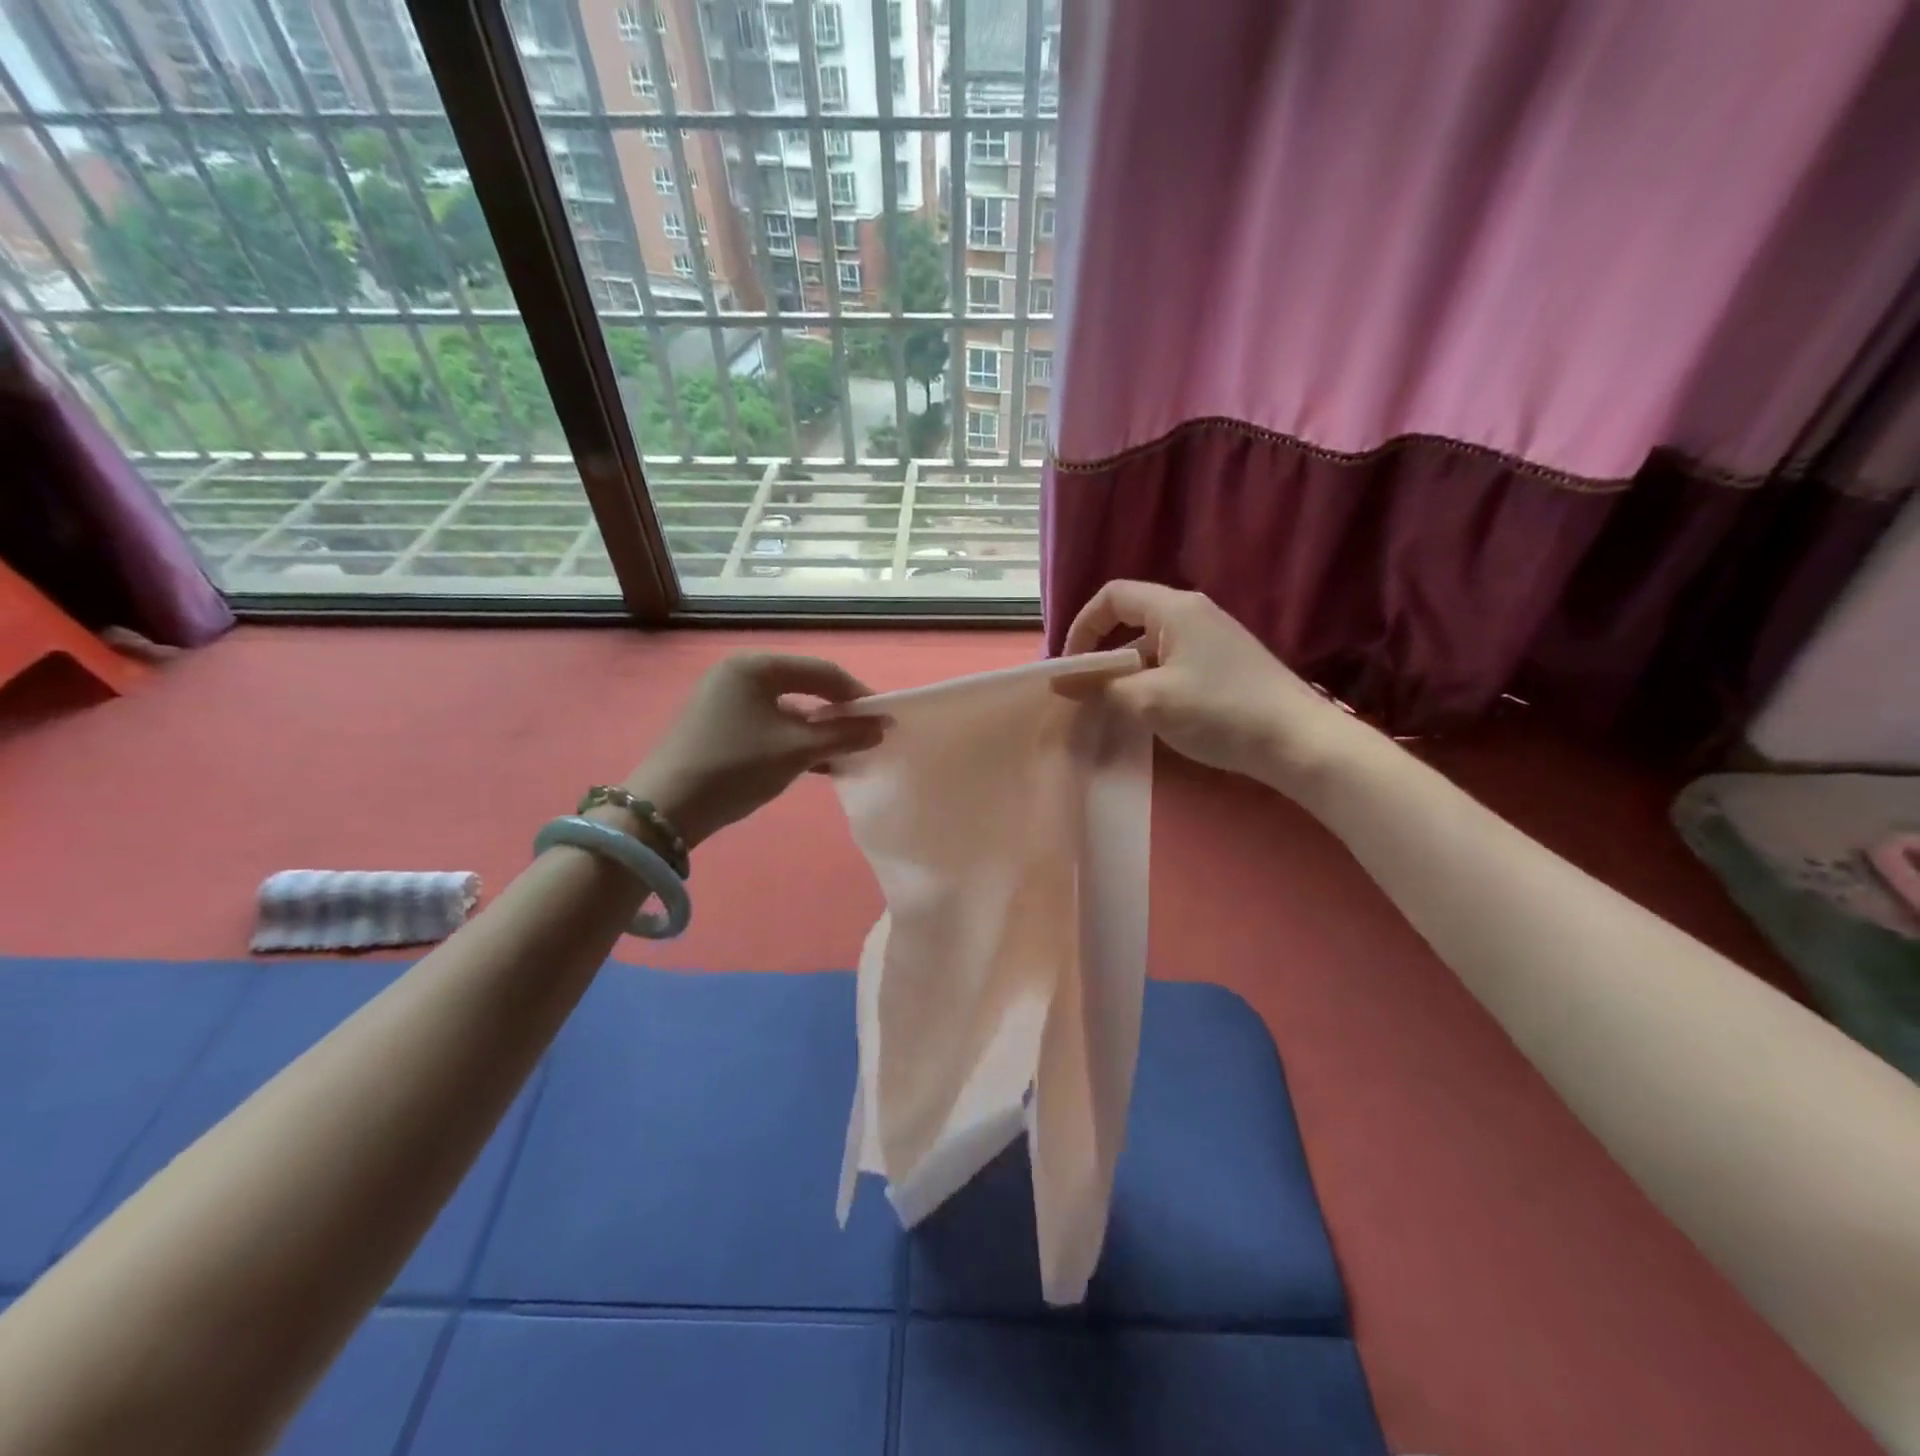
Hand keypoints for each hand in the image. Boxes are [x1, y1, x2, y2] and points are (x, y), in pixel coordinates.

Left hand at [622, 654, 885, 846]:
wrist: (664, 808)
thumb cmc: (735, 767)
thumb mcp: (796, 750)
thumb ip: (844, 735)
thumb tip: (883, 727)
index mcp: (756, 665)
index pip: (822, 671)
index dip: (858, 695)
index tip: (884, 720)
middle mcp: (739, 672)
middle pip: (804, 686)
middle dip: (838, 713)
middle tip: (865, 736)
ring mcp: (725, 698)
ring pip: (787, 708)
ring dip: (818, 730)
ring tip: (844, 753)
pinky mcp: (717, 724)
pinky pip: (768, 723)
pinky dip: (793, 739)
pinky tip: (815, 762)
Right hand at [1058, 581, 1362, 788]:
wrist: (1299, 741)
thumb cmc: (1219, 711)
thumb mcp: (1150, 701)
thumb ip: (1101, 689)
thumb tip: (1060, 683)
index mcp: (1175, 609)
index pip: (1112, 597)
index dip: (1082, 626)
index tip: (1071, 667)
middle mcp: (1194, 614)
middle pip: (1131, 621)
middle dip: (1103, 656)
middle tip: (1088, 694)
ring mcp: (1213, 640)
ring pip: (1152, 648)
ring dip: (1127, 675)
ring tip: (1117, 712)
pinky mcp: (1226, 665)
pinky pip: (1174, 664)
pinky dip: (1152, 684)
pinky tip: (1153, 717)